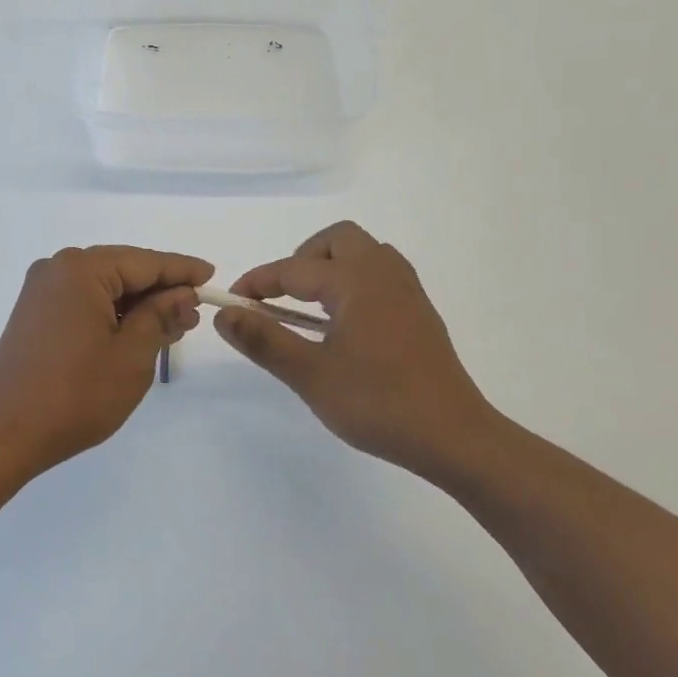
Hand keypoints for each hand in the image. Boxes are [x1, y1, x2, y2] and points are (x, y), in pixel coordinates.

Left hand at [0, 245, 212, 469]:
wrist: (6, 434)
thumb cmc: (76, 395)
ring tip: (172, 326)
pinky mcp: (34, 314)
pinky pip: (83, 300)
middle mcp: (57, 269)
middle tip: (194, 312)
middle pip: (123, 269)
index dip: (182, 270)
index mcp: (81, 269)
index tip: (211, 276)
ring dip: (137, 304)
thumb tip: (182, 294)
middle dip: (160, 290)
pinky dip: (111, 313)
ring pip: (103, 286)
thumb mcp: (132, 355)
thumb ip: (160, 316)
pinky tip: (134, 331)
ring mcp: (41, 291)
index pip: (145, 262)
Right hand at [215, 221, 495, 474]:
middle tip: (282, 297)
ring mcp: (407, 291)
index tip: (232, 302)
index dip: (257, 282)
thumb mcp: (310, 375)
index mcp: (355, 281)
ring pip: (363, 253)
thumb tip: (224, 314)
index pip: (293, 269)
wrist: (453, 436)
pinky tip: (345, 323)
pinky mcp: (419, 312)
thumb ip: (264, 340)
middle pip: (337, 240)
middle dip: (302, 259)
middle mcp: (383, 273)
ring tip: (311, 308)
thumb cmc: (377, 402)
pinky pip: (380, 274)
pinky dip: (354, 282)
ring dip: (331, 267)